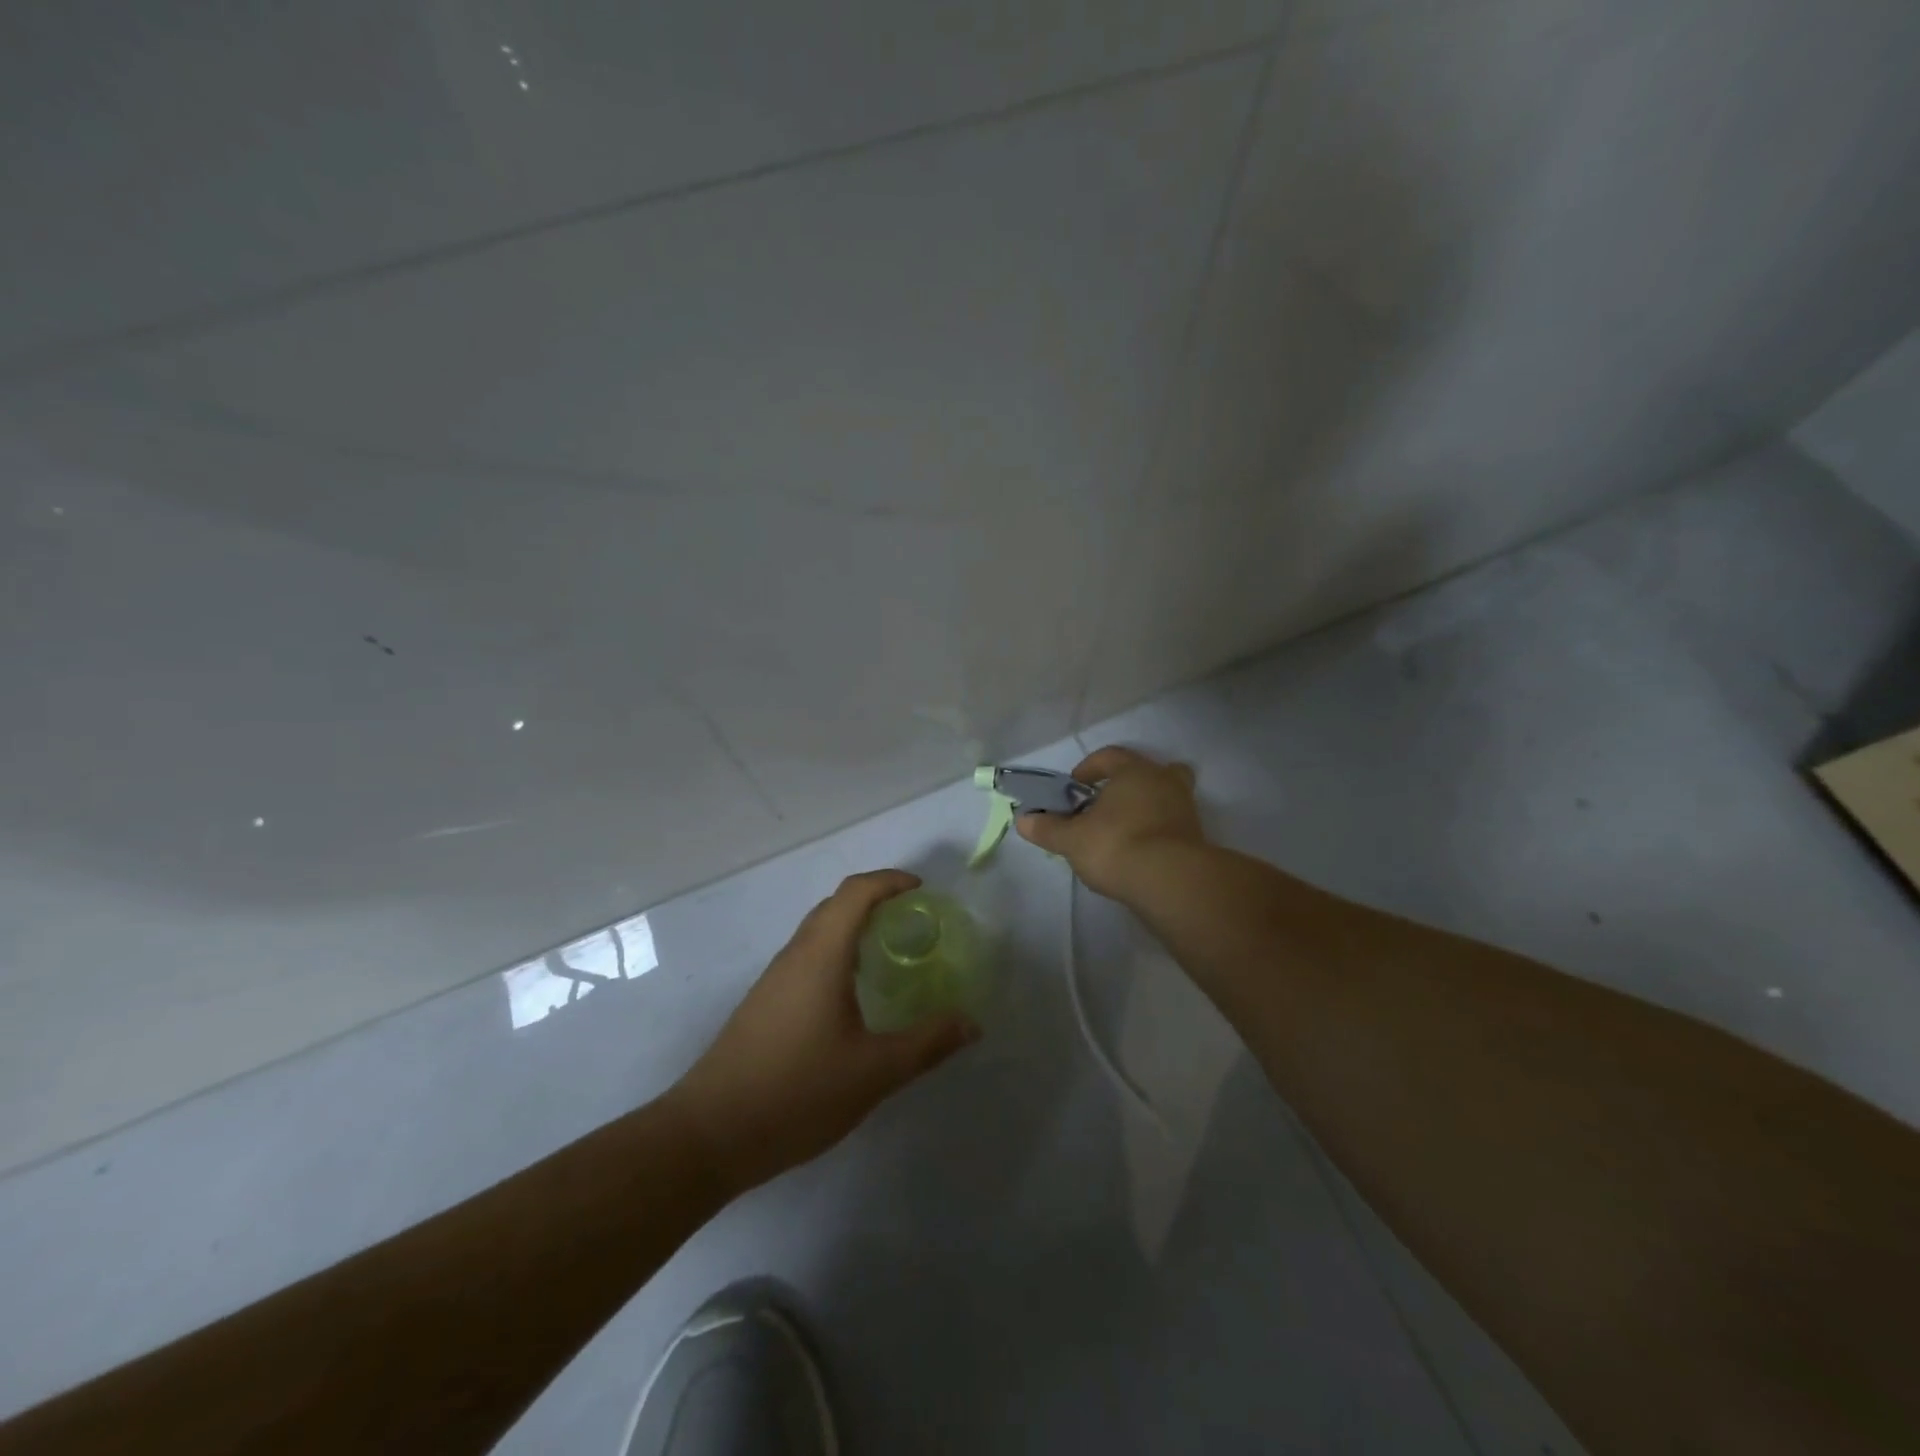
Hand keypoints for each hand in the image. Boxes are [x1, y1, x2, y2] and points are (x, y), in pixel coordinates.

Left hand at [667, 869, 979, 1194]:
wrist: (709, 1134)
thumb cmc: (797, 1092)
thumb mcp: (874, 1072)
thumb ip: (926, 1044)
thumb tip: (970, 1023)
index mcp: (821, 955)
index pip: (856, 892)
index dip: (890, 881)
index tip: (922, 891)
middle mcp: (795, 955)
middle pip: (836, 905)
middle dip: (876, 900)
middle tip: (914, 921)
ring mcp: (774, 979)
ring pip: (818, 931)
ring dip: (854, 927)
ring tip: (890, 953)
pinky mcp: (764, 1003)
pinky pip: (807, 957)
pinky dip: (837, 953)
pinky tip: (853, 995)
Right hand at [1015, 746, 1204, 899]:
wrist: (1170, 881)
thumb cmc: (1116, 845)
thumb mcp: (1072, 839)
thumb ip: (1048, 828)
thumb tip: (1023, 819)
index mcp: (1134, 771)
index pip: (1109, 756)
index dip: (1089, 768)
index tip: (1075, 786)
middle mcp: (1164, 780)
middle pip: (1146, 772)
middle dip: (1126, 784)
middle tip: (1106, 804)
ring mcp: (1185, 808)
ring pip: (1164, 796)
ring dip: (1145, 807)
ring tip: (1122, 830)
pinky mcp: (1196, 836)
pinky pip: (1172, 823)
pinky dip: (1157, 830)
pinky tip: (1140, 850)